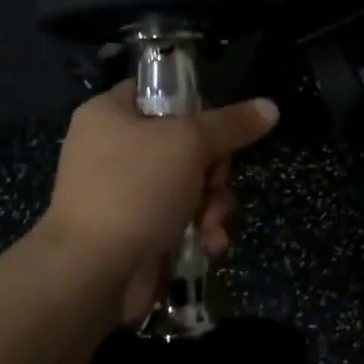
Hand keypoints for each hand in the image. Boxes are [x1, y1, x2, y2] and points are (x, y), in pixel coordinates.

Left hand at [43, 81, 279, 321]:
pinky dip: (198, 229)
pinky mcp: (135, 229)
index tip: (219, 130)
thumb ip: (232, 125)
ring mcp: (123, 192)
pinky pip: (179, 217)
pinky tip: (209, 243)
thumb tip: (271, 107)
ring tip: (210, 224)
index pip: (161, 92)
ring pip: (189, 183)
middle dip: (213, 170)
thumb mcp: (190, 144)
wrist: (93, 271)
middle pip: (185, 142)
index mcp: (110, 114)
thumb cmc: (136, 189)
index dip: (197, 107)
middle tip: (214, 184)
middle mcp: (112, 148)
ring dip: (211, 204)